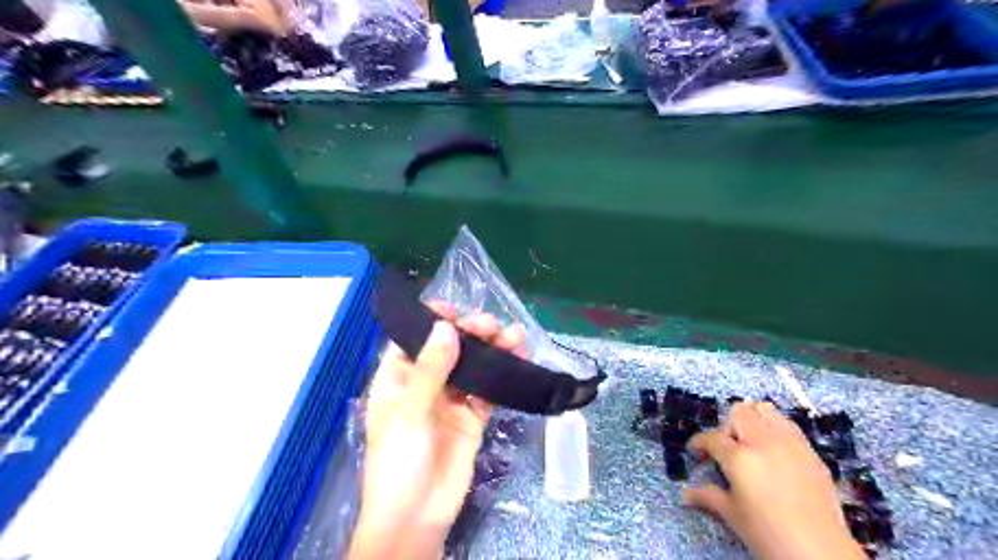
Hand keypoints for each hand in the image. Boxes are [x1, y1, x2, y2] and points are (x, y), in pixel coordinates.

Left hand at [349, 303, 525, 559]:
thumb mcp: (409, 411)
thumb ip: (430, 369)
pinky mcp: (472, 417)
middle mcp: (424, 385)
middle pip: (447, 349)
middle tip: (490, 323)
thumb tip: (446, 327)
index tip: (453, 308)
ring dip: (491, 350)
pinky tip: (518, 358)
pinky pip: (488, 389)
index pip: (412, 340)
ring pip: (472, 367)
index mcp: (397, 379)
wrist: (418, 517)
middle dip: (468, 333)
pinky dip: (502, 374)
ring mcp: (450, 401)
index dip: (430, 321)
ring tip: (513, 335)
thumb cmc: (399, 460)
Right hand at [688, 403, 865, 559]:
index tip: (697, 453)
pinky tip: (774, 452)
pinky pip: (788, 425)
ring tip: (751, 443)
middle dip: (727, 426)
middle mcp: (764, 442)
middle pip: (739, 411)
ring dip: (753, 420)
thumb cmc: (769, 534)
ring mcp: (791, 444)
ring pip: (765, 409)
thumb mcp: (733, 515)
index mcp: (740, 458)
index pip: (712, 437)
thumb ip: (708, 496)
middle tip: (727, 447)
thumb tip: (686, 493)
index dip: (699, 443)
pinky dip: (775, 429)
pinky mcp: (811, 452)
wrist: (822, 553)